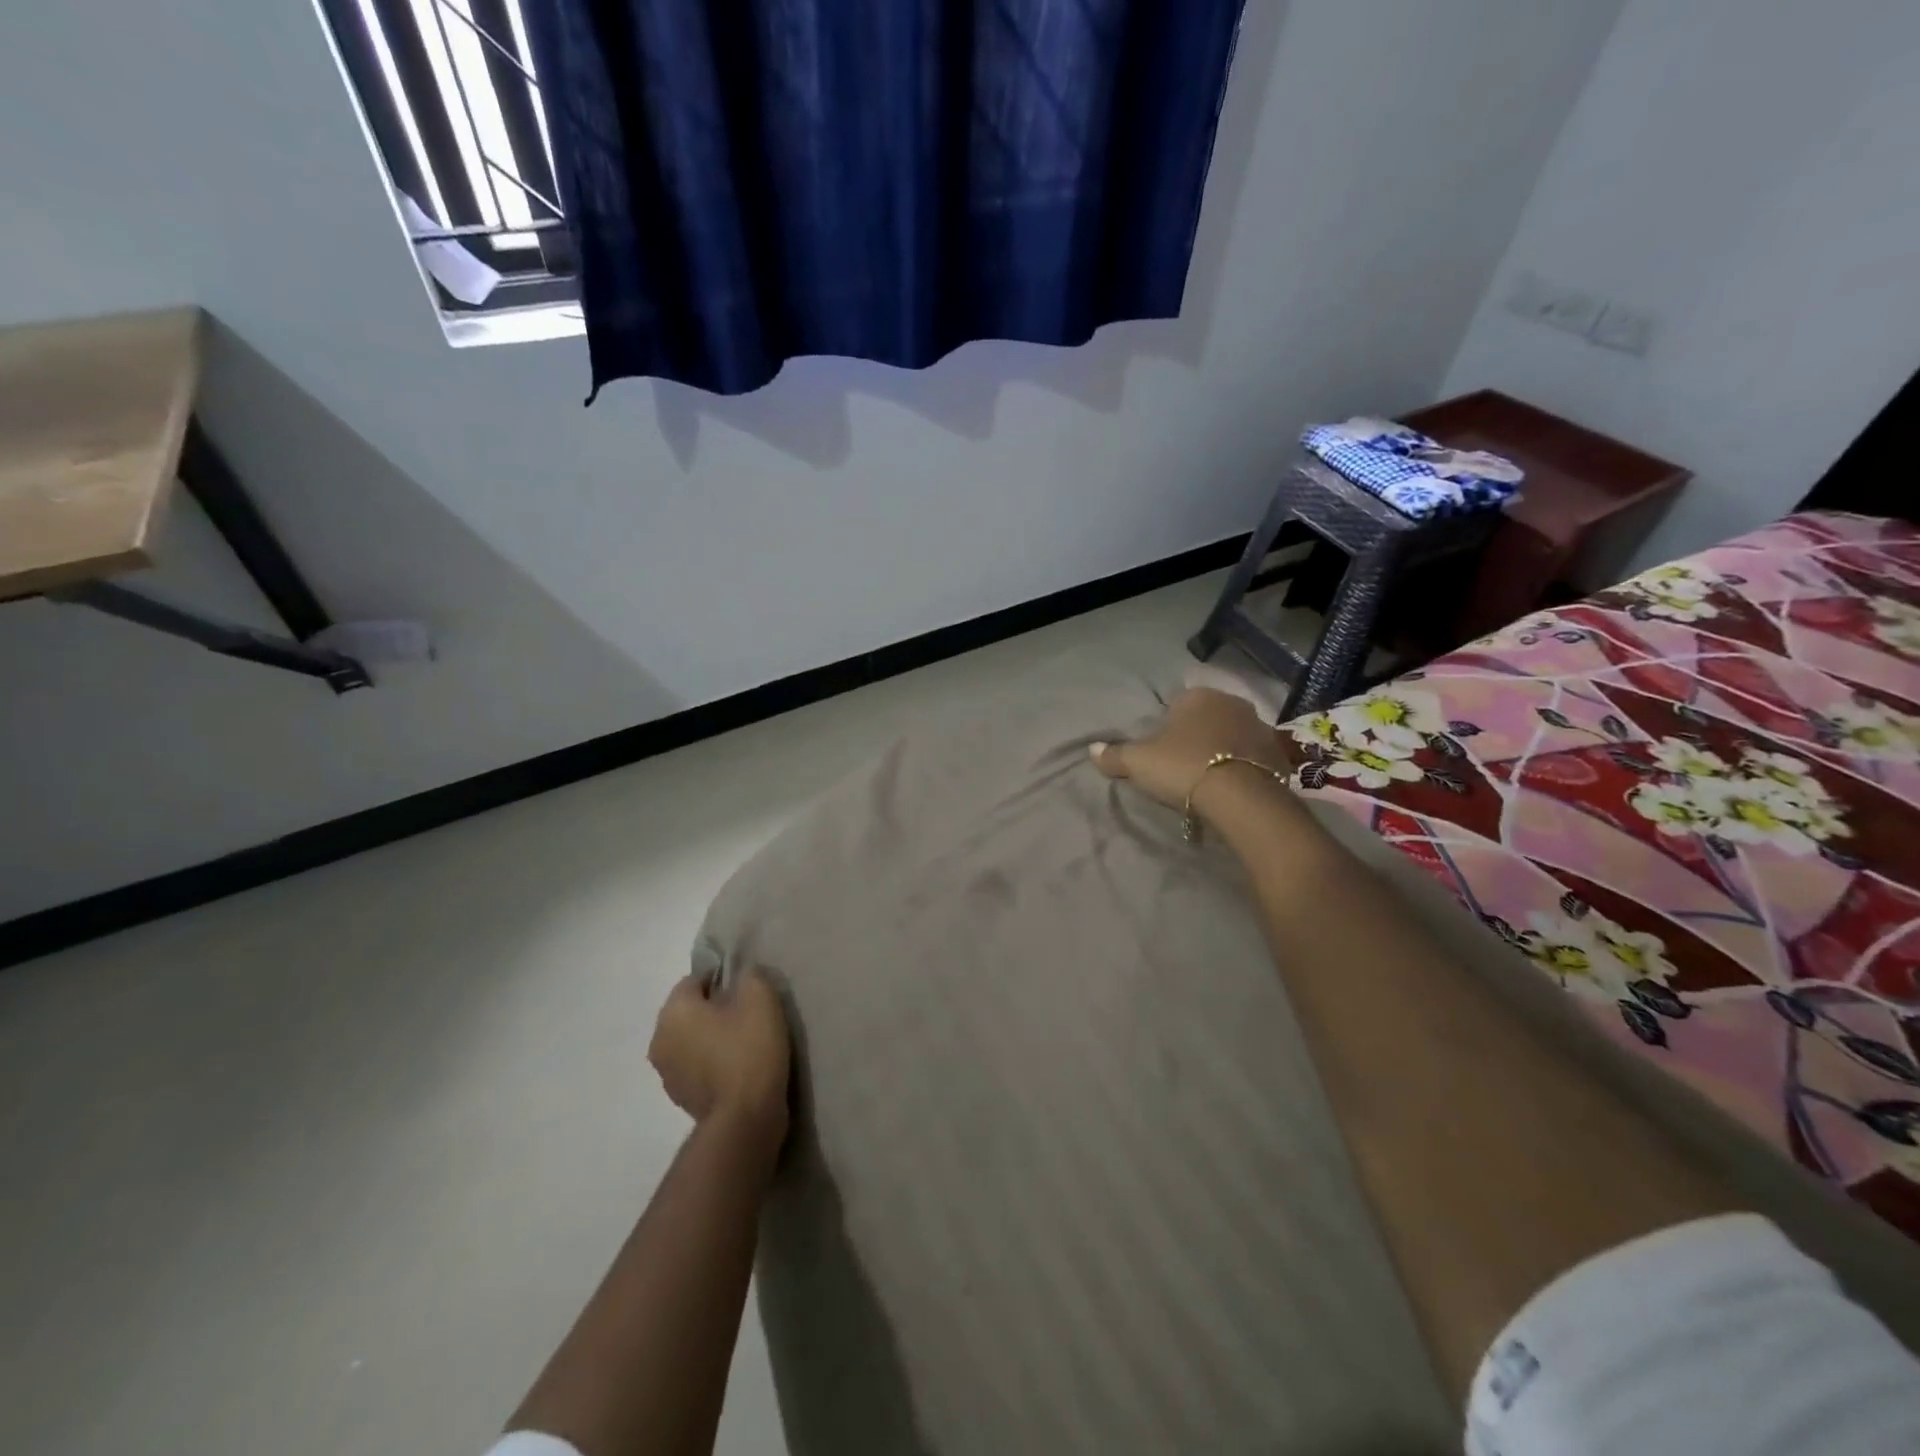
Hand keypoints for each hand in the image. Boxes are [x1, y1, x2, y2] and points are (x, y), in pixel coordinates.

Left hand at [649, 969, 791, 1143]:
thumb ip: (749, 975)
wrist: (745, 1118)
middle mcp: (659, 1038)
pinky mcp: (678, 1098)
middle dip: (715, 1009)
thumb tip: (742, 977)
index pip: (696, 979)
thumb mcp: (761, 997)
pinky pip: (695, 1066)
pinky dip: (711, 1062)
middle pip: (690, 1010)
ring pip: (691, 1039)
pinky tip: (737, 1068)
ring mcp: (666, 1073)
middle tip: (749, 1016)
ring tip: (745, 1044)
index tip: (749, 992)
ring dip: (711, 1037)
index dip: (724, 980)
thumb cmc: (749, 1049)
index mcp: (673, 1010)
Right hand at [1091, 687, 1291, 822]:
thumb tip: (1091, 749)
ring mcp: (1260, 727)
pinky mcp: (1279, 755)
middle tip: (1182, 765)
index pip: (1176, 704)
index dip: (1166, 727)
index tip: (1161, 751)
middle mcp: (1231, 703)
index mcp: (1197, 696)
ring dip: (1222, 751)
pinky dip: (1243, 768)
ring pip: (1232, 736)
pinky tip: (1232, 788)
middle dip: (1197, 736)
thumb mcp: (1138, 762)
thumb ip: (1114, 755)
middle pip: (1207, 718)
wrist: (1241, 798)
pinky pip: (1253, 758)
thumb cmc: (1183, 767)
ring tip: (1208, 779)